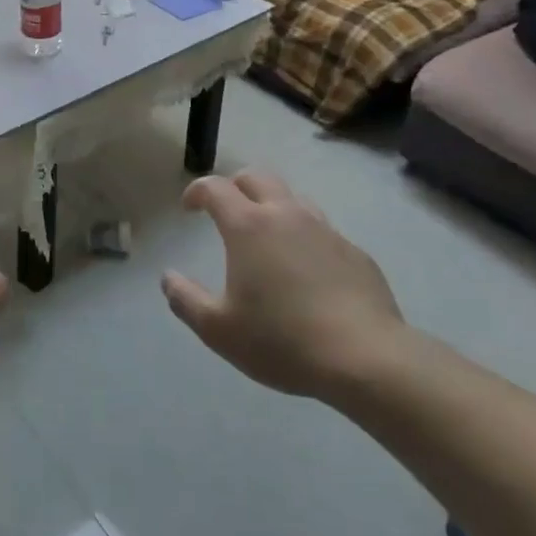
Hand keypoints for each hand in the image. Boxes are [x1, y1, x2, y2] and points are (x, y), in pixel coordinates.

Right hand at [164, 172, 406, 399]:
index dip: (197, 191)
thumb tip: (168, 278)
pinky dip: (304, 236)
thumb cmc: (282, 340)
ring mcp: (325, 231)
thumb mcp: (218, 330)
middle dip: (235, 185)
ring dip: (272, 206)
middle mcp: (286, 215)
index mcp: (248, 226)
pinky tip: (306, 270)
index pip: (216, 187)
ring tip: (266, 236)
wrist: (367, 358)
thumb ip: (186, 300)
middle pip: (257, 177)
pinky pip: (322, 230)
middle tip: (225, 210)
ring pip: (293, 198)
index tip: (189, 207)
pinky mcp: (355, 252)